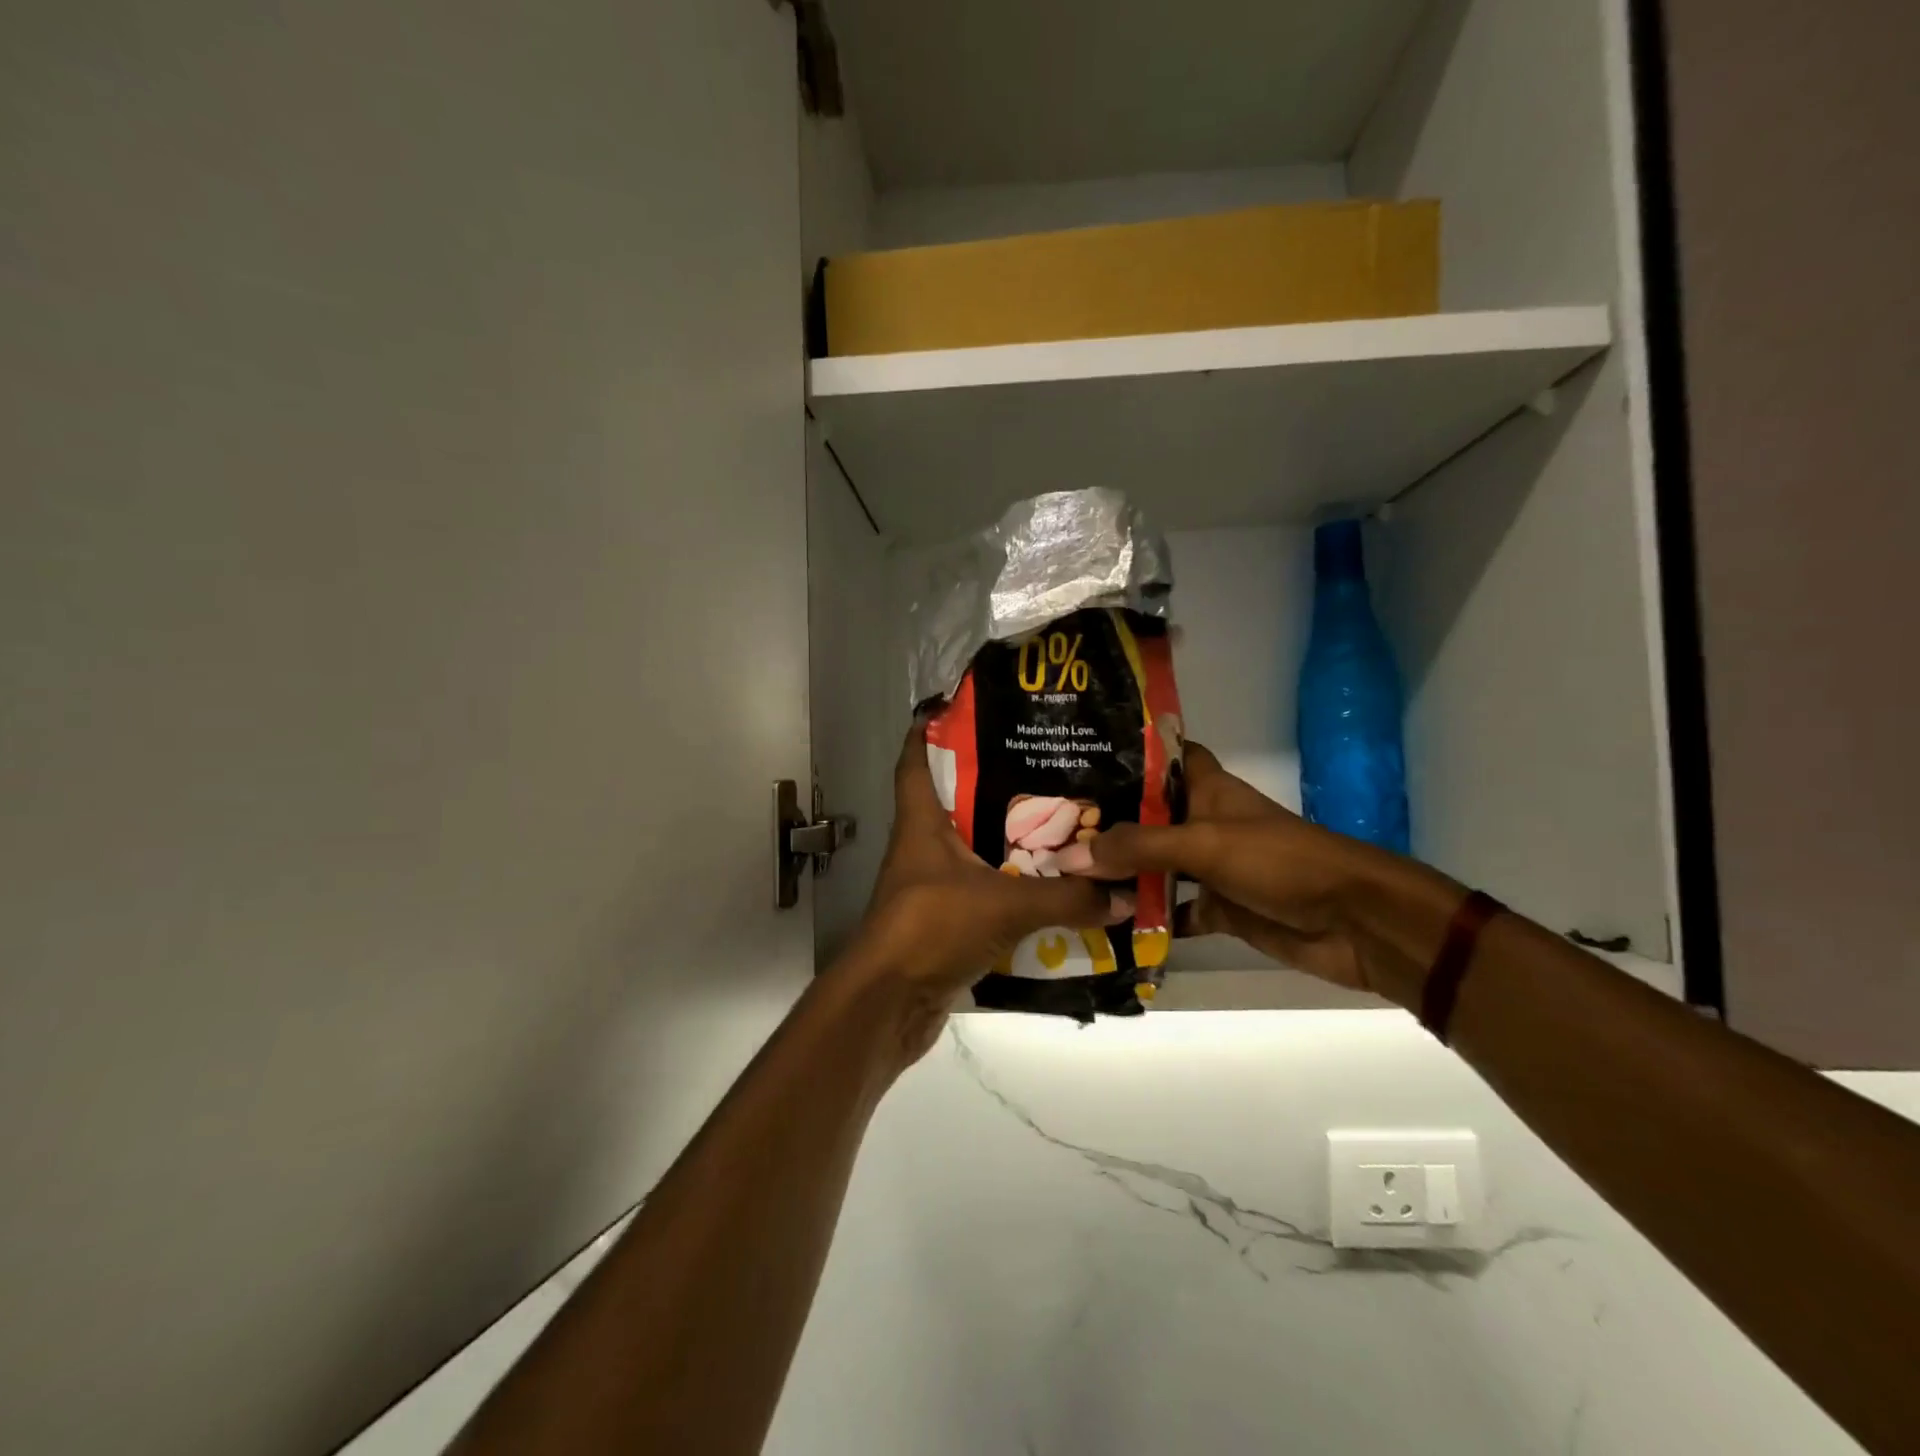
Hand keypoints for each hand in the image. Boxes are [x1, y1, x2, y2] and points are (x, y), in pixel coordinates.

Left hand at [837, 721, 1129, 1061]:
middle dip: (994, 783)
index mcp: (921, 824)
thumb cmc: (932, 929)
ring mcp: (932, 886)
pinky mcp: (945, 921)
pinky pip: (983, 891)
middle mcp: (922, 847)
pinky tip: (1049, 886)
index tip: (960, 707)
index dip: (928, 730)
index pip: (914, 761)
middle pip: (954, 801)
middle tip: (1045, 766)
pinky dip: (1011, 886)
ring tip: (1060, 821)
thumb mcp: (1004, 905)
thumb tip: (1123, 895)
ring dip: (1007, 839)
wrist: (889, 1005)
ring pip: (972, 848)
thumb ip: (1066, 898)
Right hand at [1053, 743, 1461, 1006]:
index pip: (1163, 756)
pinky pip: (1171, 909)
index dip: (1126, 754)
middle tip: (1048, 825)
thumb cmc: (1280, 861)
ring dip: (1119, 872)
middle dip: (1106, 821)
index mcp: (1206, 789)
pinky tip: (1105, 924)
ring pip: (1154, 865)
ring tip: (1061, 872)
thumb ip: (1138, 848)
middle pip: (1147, 815)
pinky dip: (1145, 917)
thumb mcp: (1204, 845)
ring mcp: (1210, 867)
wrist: (1353, 922)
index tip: (1076, 757)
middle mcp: (1203, 822)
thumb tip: (1071, 855)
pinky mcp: (1219, 907)